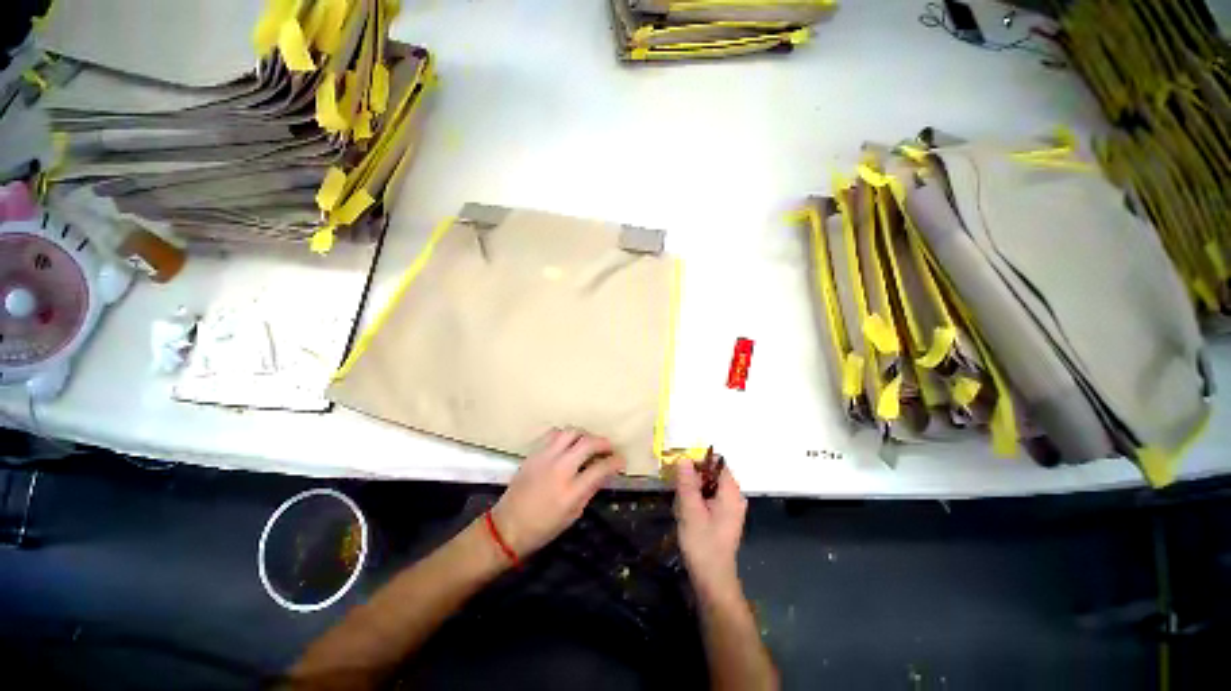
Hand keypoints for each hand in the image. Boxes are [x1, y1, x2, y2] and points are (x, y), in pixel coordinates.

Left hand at [491, 429, 624, 556]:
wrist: (508, 526)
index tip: (621, 461)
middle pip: (588, 443)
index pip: (601, 468)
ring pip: (571, 432)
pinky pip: (553, 434)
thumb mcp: (573, 514)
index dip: (615, 462)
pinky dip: (565, 435)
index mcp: (571, 491)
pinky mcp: (534, 453)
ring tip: (588, 443)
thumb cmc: (543, 527)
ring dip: (585, 435)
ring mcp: (545, 457)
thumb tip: (603, 473)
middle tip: (609, 448)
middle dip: (603, 442)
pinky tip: (567, 444)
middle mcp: (559, 468)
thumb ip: (590, 490)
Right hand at [675, 460, 747, 599]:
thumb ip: (687, 483)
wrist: (712, 580)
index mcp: (731, 493)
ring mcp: (730, 509)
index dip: (699, 462)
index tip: (682, 471)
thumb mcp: (690, 511)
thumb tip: (684, 458)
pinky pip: (708, 499)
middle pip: (711, 475)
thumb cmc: (702, 544)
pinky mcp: (723, 518)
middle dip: (693, 480)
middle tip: (679, 495)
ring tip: (682, 508)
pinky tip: (687, 515)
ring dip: (692, 492)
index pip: (717, 463)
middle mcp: (734, 497)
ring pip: (707, 487)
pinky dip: (696, 502)